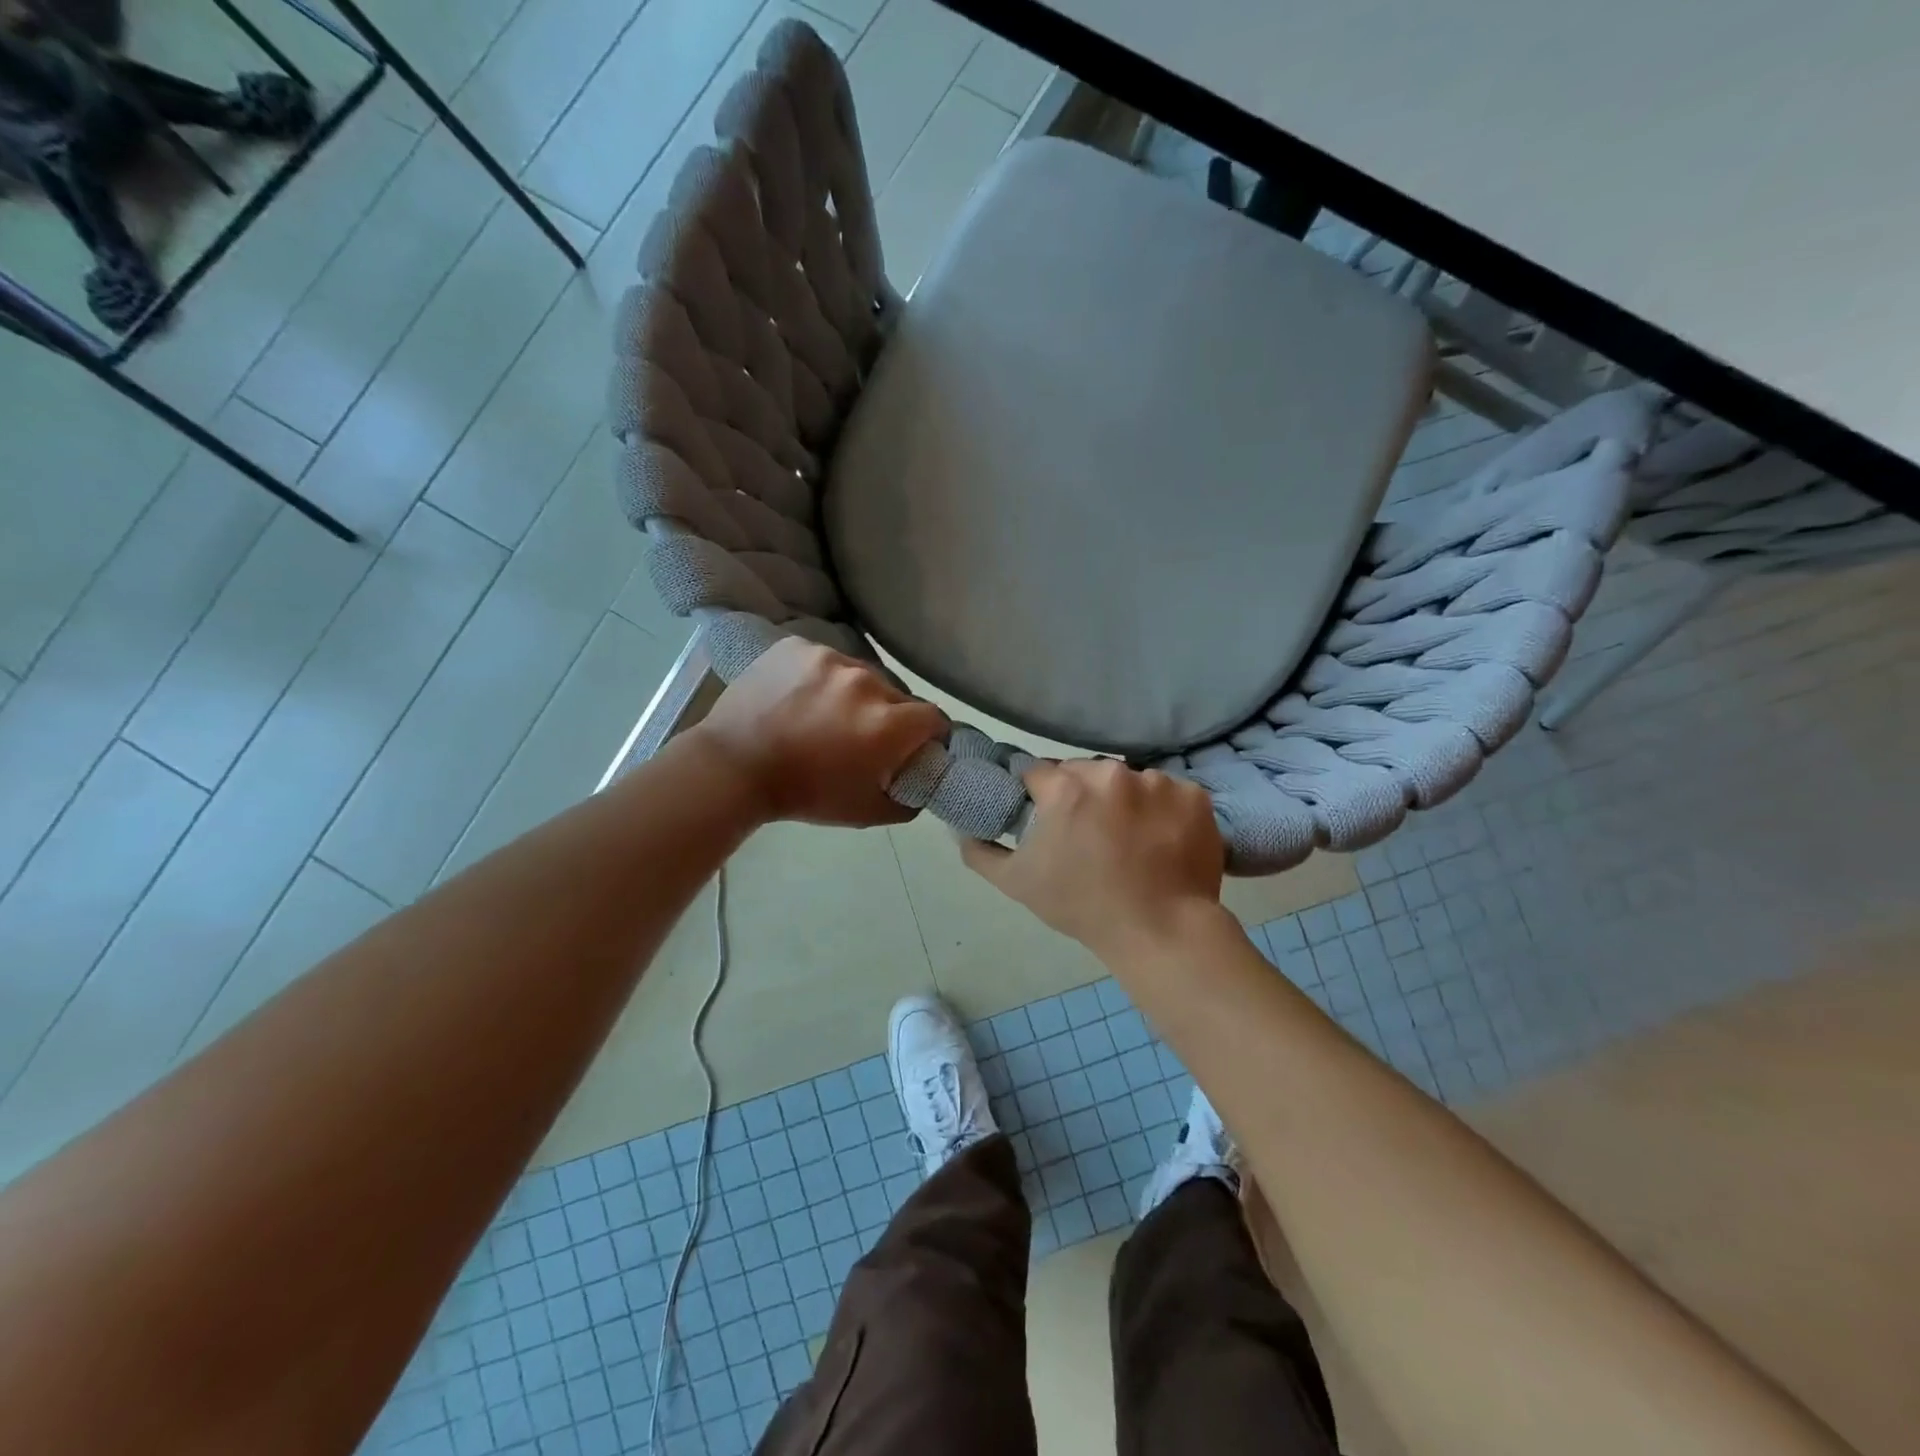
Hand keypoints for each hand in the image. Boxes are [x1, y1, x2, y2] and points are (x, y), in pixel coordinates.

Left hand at [693, 638, 947, 826]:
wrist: (733, 767)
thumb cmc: (804, 794)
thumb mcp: (865, 812)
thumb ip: (907, 800)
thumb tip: (921, 784)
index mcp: (887, 723)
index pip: (934, 718)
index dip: (930, 735)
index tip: (915, 747)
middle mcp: (866, 682)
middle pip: (898, 696)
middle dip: (891, 716)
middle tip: (865, 736)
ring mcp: (830, 658)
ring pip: (862, 675)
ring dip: (856, 695)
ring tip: (827, 715)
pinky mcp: (799, 646)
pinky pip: (826, 661)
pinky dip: (822, 678)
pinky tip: (801, 698)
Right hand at [959, 759, 1224, 956]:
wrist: (1162, 932)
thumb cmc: (1083, 907)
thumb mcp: (1018, 884)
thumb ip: (980, 852)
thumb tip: (960, 830)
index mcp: (1065, 789)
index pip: (1038, 773)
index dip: (1038, 795)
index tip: (1046, 818)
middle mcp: (1111, 774)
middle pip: (1085, 772)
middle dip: (1082, 795)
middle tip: (1090, 834)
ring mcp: (1158, 782)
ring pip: (1129, 781)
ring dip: (1125, 801)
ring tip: (1131, 841)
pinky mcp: (1194, 796)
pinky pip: (1169, 793)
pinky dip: (1164, 811)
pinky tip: (1162, 841)